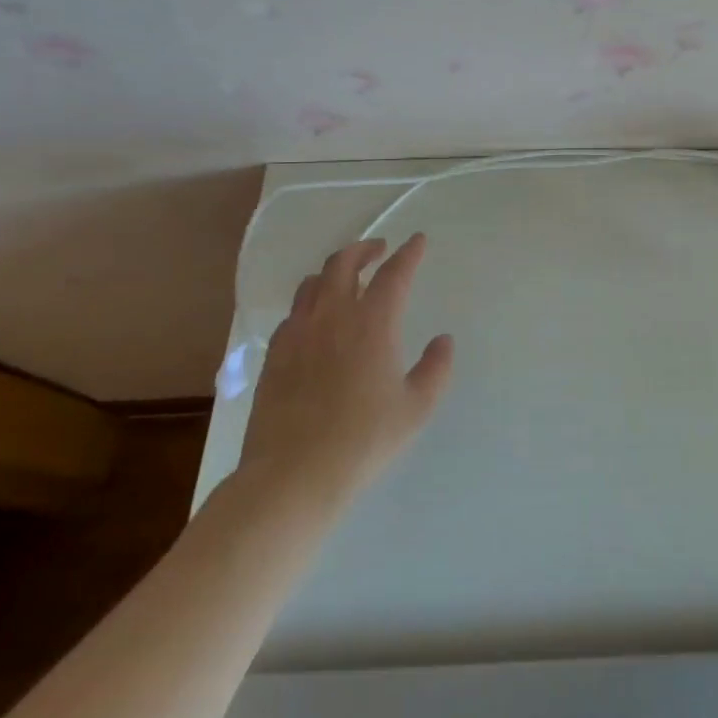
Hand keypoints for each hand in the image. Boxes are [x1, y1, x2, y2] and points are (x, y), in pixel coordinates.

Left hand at [234, 233, 453, 526]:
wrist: (292, 476)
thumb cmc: (364, 440)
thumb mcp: (416, 407)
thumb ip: (436, 368)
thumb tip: (442, 340)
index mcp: (373, 323)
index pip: (393, 274)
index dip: (408, 254)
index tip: (417, 241)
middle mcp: (332, 317)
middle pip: (343, 264)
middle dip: (363, 249)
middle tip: (379, 249)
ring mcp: (298, 335)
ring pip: (312, 284)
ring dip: (333, 272)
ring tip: (346, 279)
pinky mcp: (275, 356)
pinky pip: (293, 314)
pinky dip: (310, 304)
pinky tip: (316, 321)